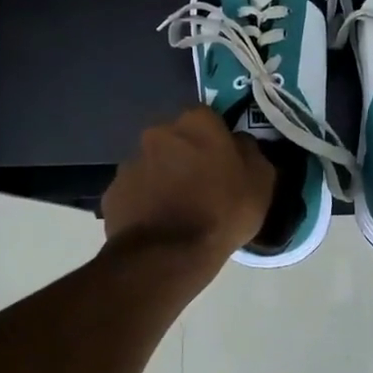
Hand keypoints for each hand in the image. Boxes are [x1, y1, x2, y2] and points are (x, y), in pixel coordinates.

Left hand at [102, 108, 274, 268]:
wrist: (169, 254)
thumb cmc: (223, 211)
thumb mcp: (260, 181)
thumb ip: (250, 152)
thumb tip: (239, 143)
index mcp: (196, 122)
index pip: (208, 118)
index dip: (216, 139)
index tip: (224, 161)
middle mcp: (158, 133)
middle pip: (176, 139)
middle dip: (186, 155)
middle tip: (201, 185)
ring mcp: (130, 162)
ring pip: (153, 164)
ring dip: (164, 178)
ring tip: (178, 209)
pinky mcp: (112, 192)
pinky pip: (135, 191)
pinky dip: (145, 201)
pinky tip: (158, 224)